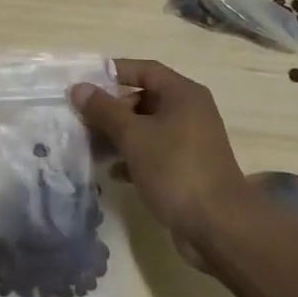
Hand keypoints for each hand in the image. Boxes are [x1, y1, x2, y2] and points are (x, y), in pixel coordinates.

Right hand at [72, 60, 249, 252]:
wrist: (219, 227)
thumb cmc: (175, 169)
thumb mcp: (134, 136)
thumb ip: (104, 110)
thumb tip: (78, 87)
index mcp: (183, 94)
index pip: (145, 70)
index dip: (114, 72)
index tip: (86, 82)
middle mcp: (190, 111)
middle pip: (144, 99)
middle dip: (112, 110)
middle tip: (84, 121)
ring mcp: (191, 142)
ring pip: (148, 128)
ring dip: (120, 136)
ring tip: (92, 148)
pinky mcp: (188, 168)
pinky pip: (155, 152)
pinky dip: (134, 158)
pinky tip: (114, 173)